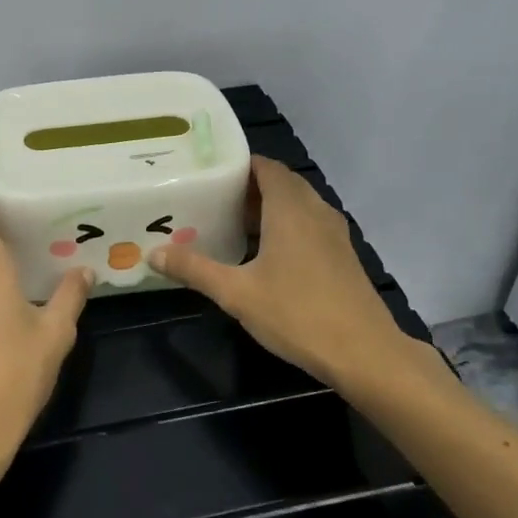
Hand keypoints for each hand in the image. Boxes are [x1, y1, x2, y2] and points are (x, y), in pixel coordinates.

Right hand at [150, 156, 421, 386]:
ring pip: (297, 205)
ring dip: (268, 208)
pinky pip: (309, 224)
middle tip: (211, 198)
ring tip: (231, 223)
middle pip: (280, 183)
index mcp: (290, 208)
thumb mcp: (236, 293)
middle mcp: (315, 210)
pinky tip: (264, 253)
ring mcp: (334, 232)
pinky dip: (285, 226)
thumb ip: (194, 269)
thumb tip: (153, 253)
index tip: (207, 173)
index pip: (265, 166)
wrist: (365, 353)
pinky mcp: (342, 255)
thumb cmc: (298, 314)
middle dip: (248, 187)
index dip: (238, 164)